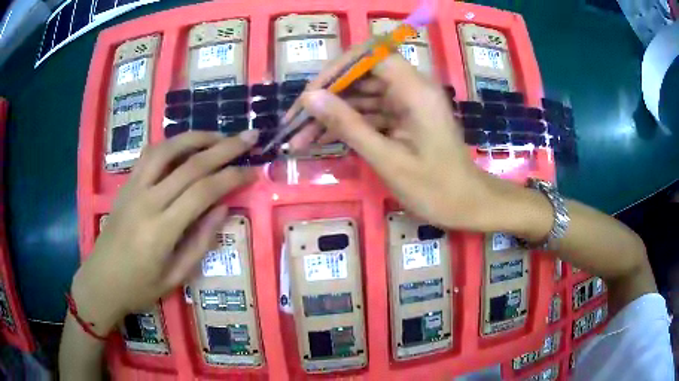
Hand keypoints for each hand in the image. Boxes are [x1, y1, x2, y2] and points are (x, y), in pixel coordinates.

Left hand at [71, 130, 258, 334]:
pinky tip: (184, 145)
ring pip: (167, 149)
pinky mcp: (126, 184)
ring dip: (195, 137)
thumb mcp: (175, 278)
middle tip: (249, 137)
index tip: (254, 170)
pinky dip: (171, 144)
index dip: (232, 177)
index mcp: (161, 230)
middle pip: (190, 164)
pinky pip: (149, 155)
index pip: (203, 191)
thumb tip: (223, 209)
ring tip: (218, 136)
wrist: (101, 280)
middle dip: (224, 147)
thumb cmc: (138, 287)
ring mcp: (133, 188)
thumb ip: (200, 243)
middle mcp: (147, 201)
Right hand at [292, 55, 499, 230]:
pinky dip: (348, 125)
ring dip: (332, 114)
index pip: (370, 55)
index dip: (337, 69)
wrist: (467, 205)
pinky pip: (370, 112)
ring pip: (362, 96)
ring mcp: (408, 103)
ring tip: (300, 139)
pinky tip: (322, 140)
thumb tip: (310, 98)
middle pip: (361, 75)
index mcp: (415, 90)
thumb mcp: (387, 159)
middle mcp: (411, 87)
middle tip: (296, 123)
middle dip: (327, 97)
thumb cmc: (435, 188)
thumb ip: (349, 125)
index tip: (311, 95)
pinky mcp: (404, 117)